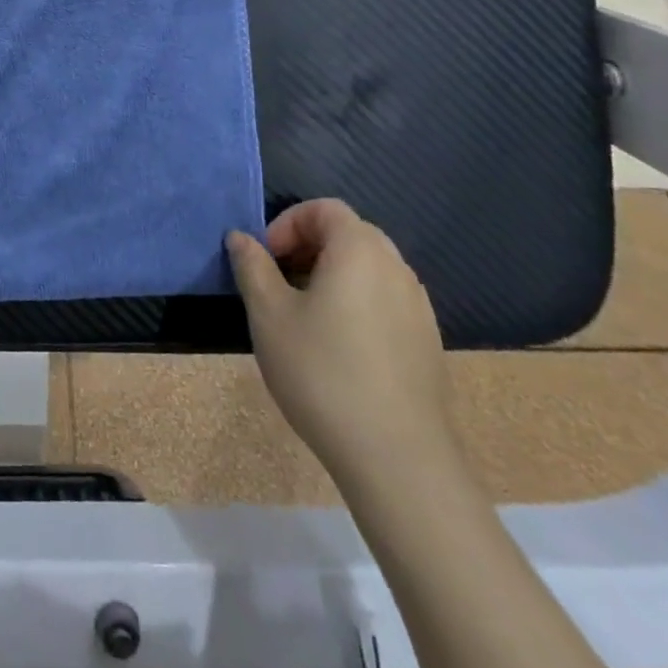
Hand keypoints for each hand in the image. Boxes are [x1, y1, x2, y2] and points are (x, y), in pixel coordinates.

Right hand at [226, 200, 455, 490]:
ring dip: (332, 274)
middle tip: (279, 281)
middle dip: (309, 246)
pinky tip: (337, 346)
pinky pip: (386, 300)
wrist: (397, 459)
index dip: (288, 223)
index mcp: (359, 251)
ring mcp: (418, 307)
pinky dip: (356, 302)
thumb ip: (252, 267)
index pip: (325, 209)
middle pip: (350, 233)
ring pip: (369, 268)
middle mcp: (396, 269)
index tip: (266, 259)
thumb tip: (241, 238)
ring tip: (304, 314)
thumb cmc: (322, 372)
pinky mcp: (427, 342)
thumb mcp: (268, 314)